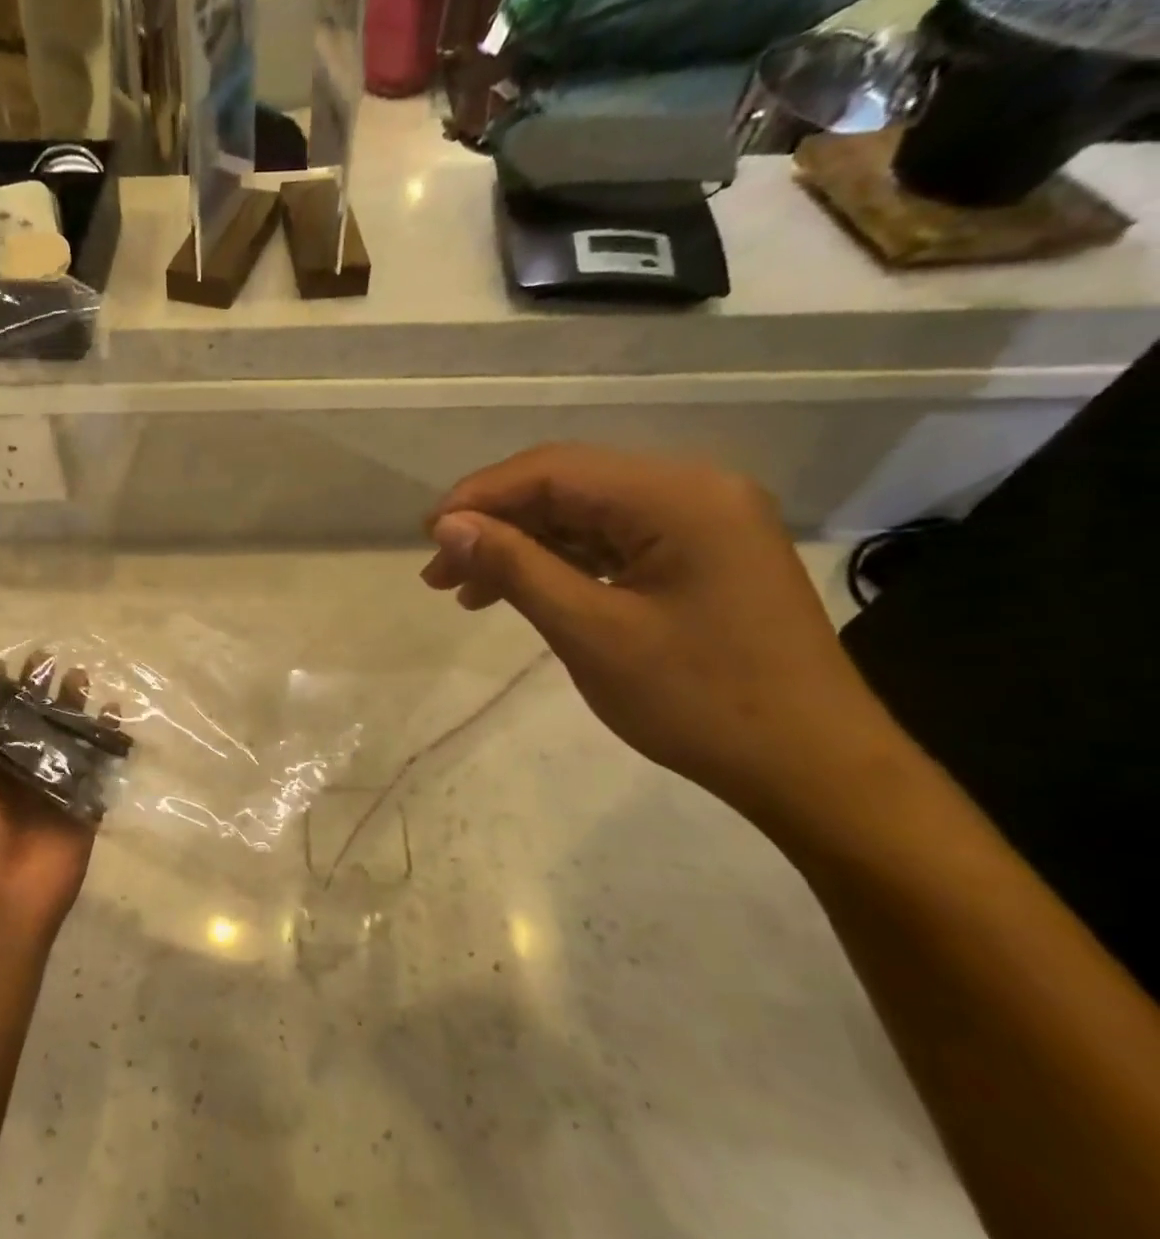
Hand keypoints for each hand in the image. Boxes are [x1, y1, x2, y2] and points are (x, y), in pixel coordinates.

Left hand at [0, 650, 98, 939]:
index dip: (3, 682)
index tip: (18, 651)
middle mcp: (14, 768)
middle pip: (32, 720)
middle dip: (43, 691)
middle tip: (57, 657)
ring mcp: (50, 785)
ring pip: (65, 737)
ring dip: (74, 708)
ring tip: (83, 675)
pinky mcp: (82, 803)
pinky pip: (96, 764)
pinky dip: (106, 738)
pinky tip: (115, 711)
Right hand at [421, 443, 904, 816]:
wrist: (811, 767)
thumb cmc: (699, 701)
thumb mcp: (591, 633)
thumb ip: (516, 568)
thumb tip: (448, 525)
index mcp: (678, 495)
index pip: (554, 470)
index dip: (480, 497)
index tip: (427, 536)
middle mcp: (695, 490)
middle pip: (570, 487)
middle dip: (496, 525)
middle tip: (438, 572)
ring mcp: (704, 522)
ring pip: (588, 517)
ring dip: (524, 547)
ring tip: (466, 591)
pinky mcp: (703, 557)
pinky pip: (616, 544)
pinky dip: (563, 565)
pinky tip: (523, 592)